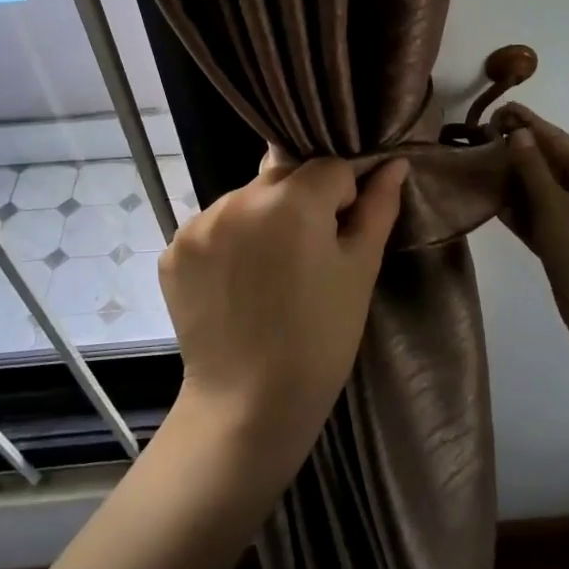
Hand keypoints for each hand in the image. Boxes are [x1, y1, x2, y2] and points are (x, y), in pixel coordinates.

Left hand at [159, 154, 408, 466]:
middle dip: (301, 203)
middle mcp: (238, 199)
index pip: (330, 168)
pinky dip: (229, 242)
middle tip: (308, 257)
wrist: (250, 404)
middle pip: (284, 177)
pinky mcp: (174, 250)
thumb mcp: (360, 270)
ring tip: (270, 274)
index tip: (340, 239)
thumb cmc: (321, 337)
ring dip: (263, 220)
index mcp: (291, 201)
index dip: (344, 198)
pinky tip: (239, 282)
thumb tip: (394, 164)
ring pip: (247, 199)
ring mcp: (198, 225)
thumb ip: (377, 207)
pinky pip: (213, 227)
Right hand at [497, 104, 568, 342]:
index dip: (527, 122)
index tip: (498, 109)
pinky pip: (541, 214)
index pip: (556, 138)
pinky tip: (492, 199)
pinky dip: (520, 208)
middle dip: (517, 150)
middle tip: (480, 138)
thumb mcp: (554, 205)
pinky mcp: (568, 239)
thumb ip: (533, 168)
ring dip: (514, 179)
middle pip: (549, 161)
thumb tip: (519, 134)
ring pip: (542, 189)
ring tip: (479, 165)